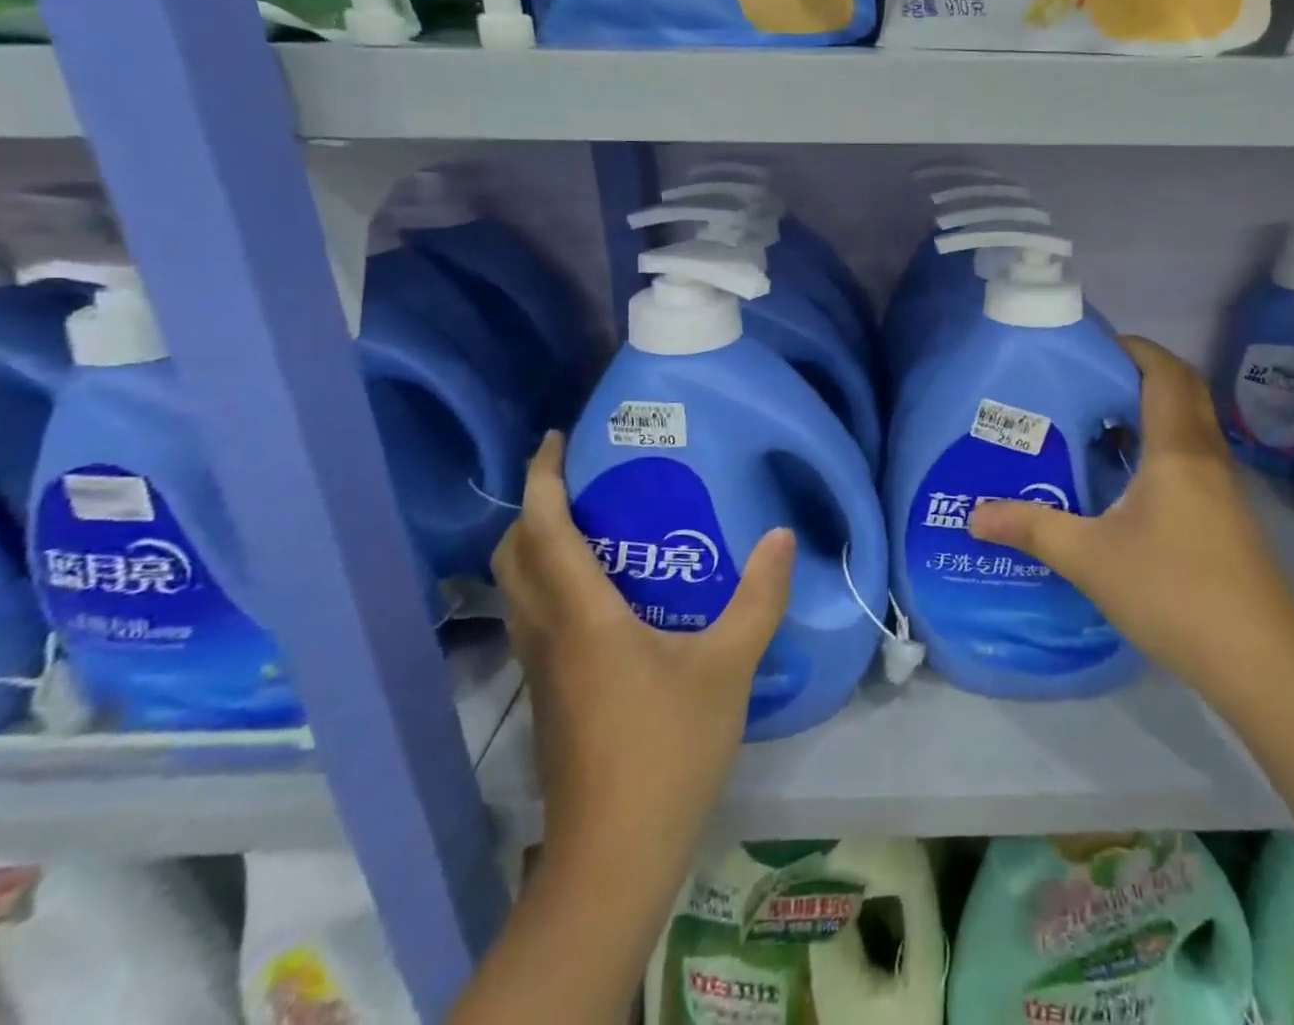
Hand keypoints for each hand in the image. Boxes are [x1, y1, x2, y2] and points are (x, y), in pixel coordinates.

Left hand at [493, 433, 795, 857]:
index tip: (555, 439)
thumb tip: (781, 535)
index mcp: (582, 615)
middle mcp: (548, 634)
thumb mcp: (728, 666)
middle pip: (512, 555)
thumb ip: (759, 597)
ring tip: (591, 524)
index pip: (543, 529)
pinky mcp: (550, 696)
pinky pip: (534, 618)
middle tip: (579, 480)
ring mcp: (541, 669)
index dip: (542, 478)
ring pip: (517, 590)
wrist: (615, 854)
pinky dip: (549, 583)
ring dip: (536, 546)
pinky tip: (601, 593)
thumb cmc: (668, 748)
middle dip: (532, 507)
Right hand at [968, 336, 1293, 688]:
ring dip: (1149, 414)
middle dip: (1139, 374)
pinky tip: (1124, 483)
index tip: (1092, 348)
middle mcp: (1206, 457)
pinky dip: (1159, 449)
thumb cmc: (1174, 591)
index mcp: (1178, 449)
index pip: (1165, 373)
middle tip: (1087, 383)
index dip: (1134, 349)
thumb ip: (1031, 528)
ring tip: (1096, 426)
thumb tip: (974, 515)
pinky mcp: (1226, 518)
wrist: (1261, 661)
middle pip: (1183, 391)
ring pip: (1189, 427)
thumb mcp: (1090, 558)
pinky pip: (1191, 459)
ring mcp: (1222, 489)